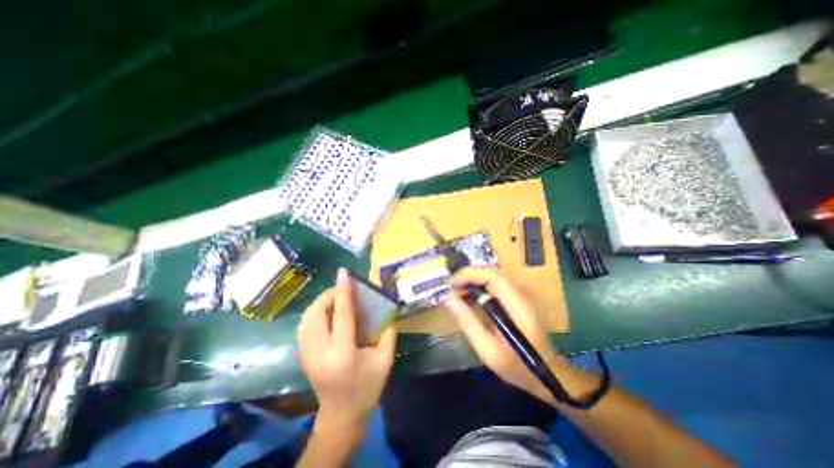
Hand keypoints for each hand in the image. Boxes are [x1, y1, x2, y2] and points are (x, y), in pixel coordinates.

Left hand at [296, 270, 396, 429]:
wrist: (341, 416)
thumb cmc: (367, 388)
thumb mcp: (385, 360)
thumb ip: (388, 332)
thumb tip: (386, 310)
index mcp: (342, 353)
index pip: (341, 315)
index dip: (343, 291)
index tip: (343, 273)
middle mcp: (320, 352)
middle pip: (317, 312)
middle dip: (329, 295)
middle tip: (345, 290)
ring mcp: (307, 354)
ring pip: (307, 317)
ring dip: (322, 302)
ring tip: (338, 299)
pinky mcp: (302, 355)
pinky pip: (305, 325)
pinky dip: (316, 312)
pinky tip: (328, 313)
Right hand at [451, 266, 573, 402]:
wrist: (548, 375)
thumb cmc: (519, 367)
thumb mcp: (488, 350)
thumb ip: (469, 323)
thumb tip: (450, 300)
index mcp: (516, 305)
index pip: (492, 275)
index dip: (469, 274)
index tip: (451, 284)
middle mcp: (519, 294)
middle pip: (491, 272)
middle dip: (468, 276)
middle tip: (451, 288)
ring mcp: (518, 296)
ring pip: (492, 277)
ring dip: (472, 281)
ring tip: (456, 293)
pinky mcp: (515, 301)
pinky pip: (494, 286)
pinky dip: (478, 288)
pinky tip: (468, 299)